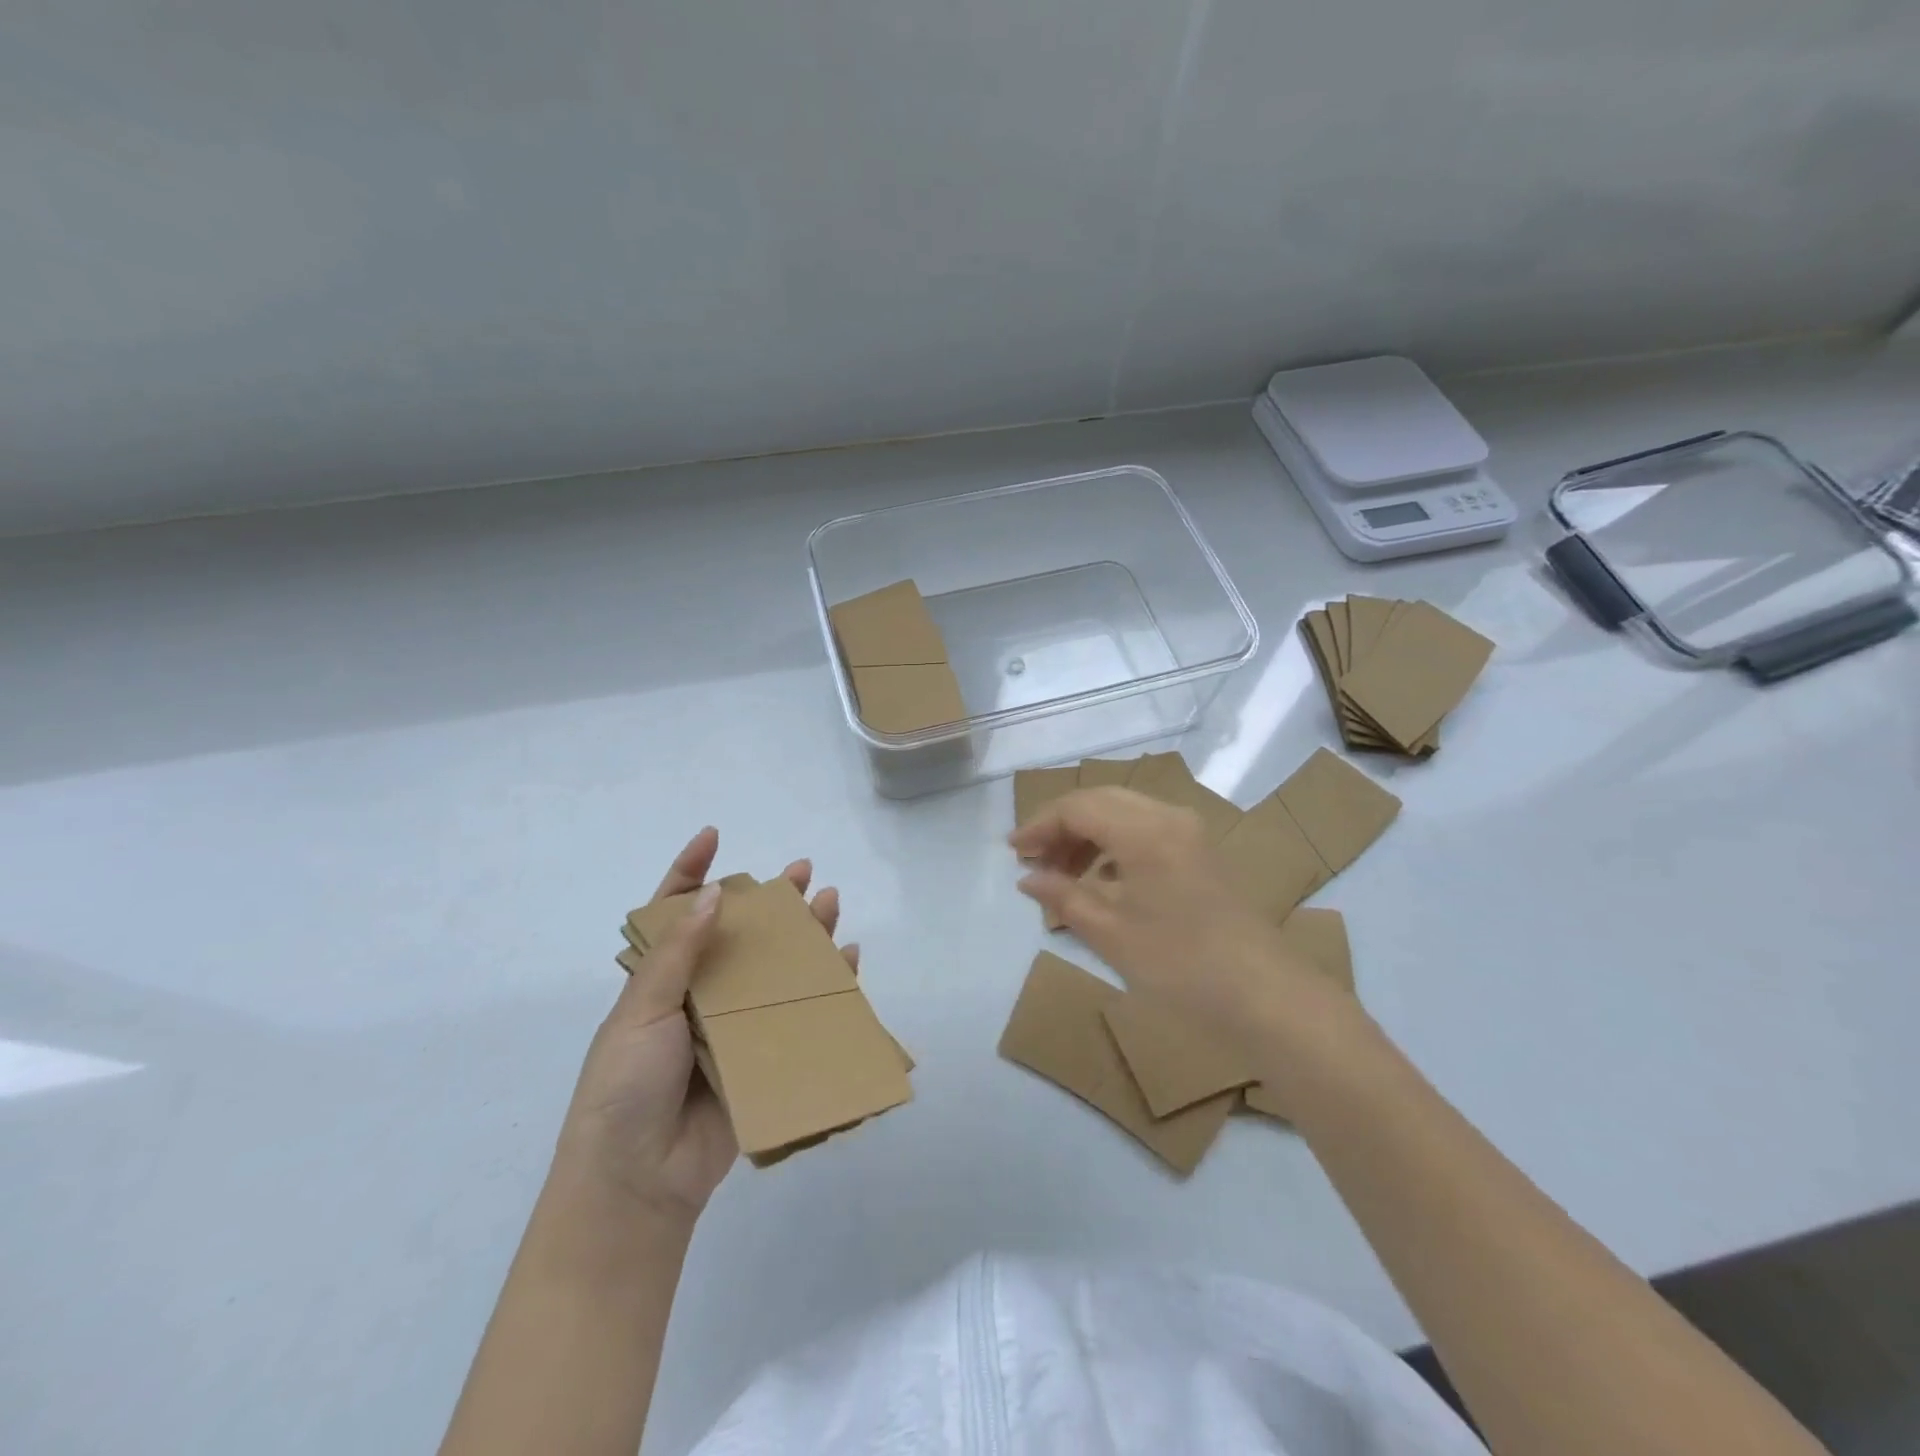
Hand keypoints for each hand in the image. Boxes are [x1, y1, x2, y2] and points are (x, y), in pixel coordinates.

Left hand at [557, 827, 857, 1224]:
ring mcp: (733, 1028)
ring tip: (830, 901)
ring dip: (803, 936)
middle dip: (769, 901)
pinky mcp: (762, 1058)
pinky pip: (797, 1014)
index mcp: (659, 981)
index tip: (712, 837)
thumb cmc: (625, 1087)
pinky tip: (846, 960)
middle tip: (802, 871)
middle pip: (740, 936)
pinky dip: (824, 987)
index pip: (674, 914)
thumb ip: (678, 955)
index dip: (690, 873)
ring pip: (775, 970)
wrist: (637, 1183)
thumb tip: (715, 894)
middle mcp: (699, 997)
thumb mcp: (641, 1012)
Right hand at [1010, 788, 1327, 1043]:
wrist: (1269, 998)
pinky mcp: (1203, 852)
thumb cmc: (1182, 966)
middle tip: (1033, 859)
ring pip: (1125, 812)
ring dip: (1089, 833)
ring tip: (1062, 872)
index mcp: (1144, 831)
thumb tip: (1028, 878)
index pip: (1078, 807)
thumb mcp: (1112, 935)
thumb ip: (1064, 898)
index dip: (1040, 825)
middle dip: (1062, 825)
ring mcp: (1191, 833)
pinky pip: (1147, 830)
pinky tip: (1103, 879)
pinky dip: (1116, 844)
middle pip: (1102, 801)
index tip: (1013, 852)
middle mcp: (1169, 817)